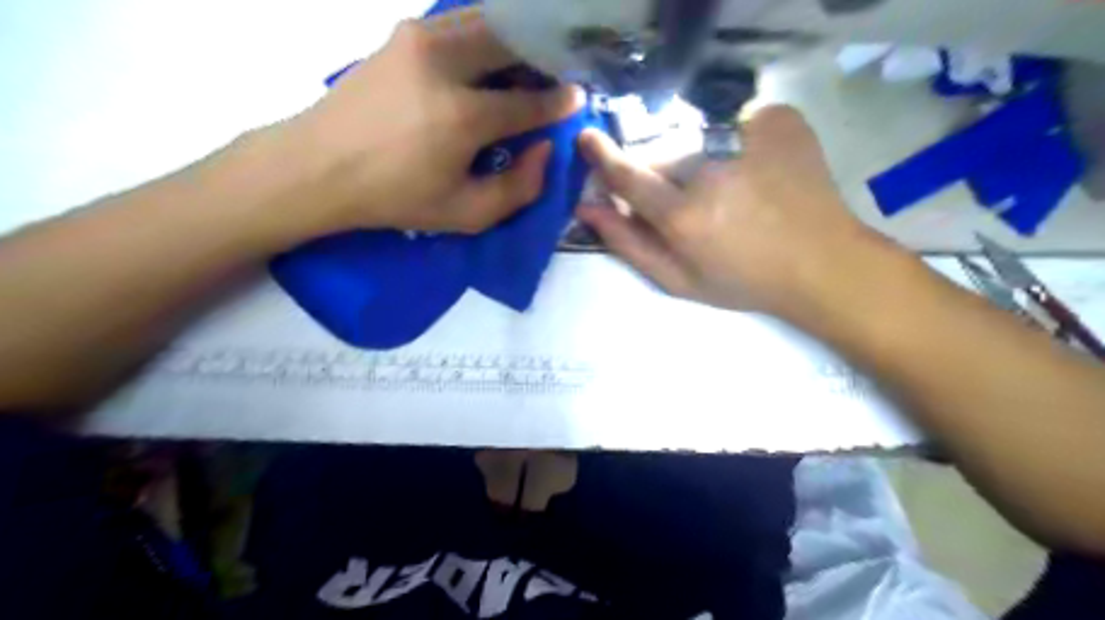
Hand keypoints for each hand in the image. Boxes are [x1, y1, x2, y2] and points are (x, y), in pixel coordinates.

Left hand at [282, 9, 580, 235]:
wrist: (319, 167)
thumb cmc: (395, 198)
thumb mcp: (465, 214)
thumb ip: (519, 189)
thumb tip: (545, 150)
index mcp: (462, 117)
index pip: (529, 102)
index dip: (560, 102)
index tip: (577, 98)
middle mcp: (445, 64)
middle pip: (515, 42)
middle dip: (544, 57)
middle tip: (558, 76)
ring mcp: (420, 38)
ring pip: (489, 23)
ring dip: (517, 42)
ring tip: (528, 67)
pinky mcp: (404, 32)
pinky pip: (461, 23)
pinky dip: (486, 36)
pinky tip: (490, 61)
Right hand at [578, 101, 882, 318]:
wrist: (822, 262)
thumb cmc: (744, 281)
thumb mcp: (678, 280)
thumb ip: (628, 244)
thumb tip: (587, 207)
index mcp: (684, 216)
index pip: (627, 175)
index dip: (603, 157)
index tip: (588, 139)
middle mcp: (710, 171)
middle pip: (662, 154)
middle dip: (660, 172)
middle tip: (687, 200)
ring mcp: (747, 137)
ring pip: (696, 136)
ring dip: (697, 157)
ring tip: (727, 189)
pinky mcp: (777, 119)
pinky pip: (733, 122)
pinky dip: (733, 141)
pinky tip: (753, 169)